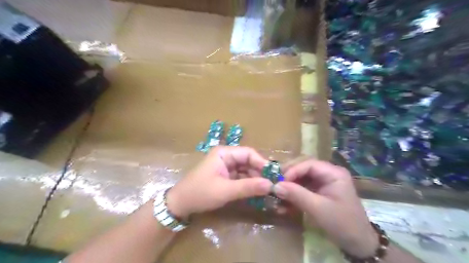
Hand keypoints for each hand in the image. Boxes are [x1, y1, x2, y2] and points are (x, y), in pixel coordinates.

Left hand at [167, 147, 273, 218]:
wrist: (180, 204)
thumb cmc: (200, 193)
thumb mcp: (225, 190)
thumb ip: (248, 187)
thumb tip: (271, 185)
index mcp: (224, 153)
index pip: (248, 153)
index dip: (262, 163)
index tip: (274, 176)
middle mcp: (226, 156)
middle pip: (248, 161)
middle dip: (259, 173)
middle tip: (273, 185)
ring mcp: (226, 167)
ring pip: (246, 170)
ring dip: (255, 179)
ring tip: (267, 190)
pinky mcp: (226, 176)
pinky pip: (241, 178)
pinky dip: (249, 184)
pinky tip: (257, 192)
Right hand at [276, 160, 375, 256]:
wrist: (358, 244)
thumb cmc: (342, 223)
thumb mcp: (318, 209)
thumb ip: (296, 195)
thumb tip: (275, 186)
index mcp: (333, 173)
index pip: (309, 164)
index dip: (292, 170)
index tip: (279, 181)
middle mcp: (328, 173)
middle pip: (304, 167)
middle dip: (289, 175)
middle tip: (275, 184)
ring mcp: (323, 182)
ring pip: (301, 177)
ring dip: (289, 184)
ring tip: (278, 193)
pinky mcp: (319, 191)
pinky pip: (303, 187)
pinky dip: (293, 193)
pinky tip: (285, 201)